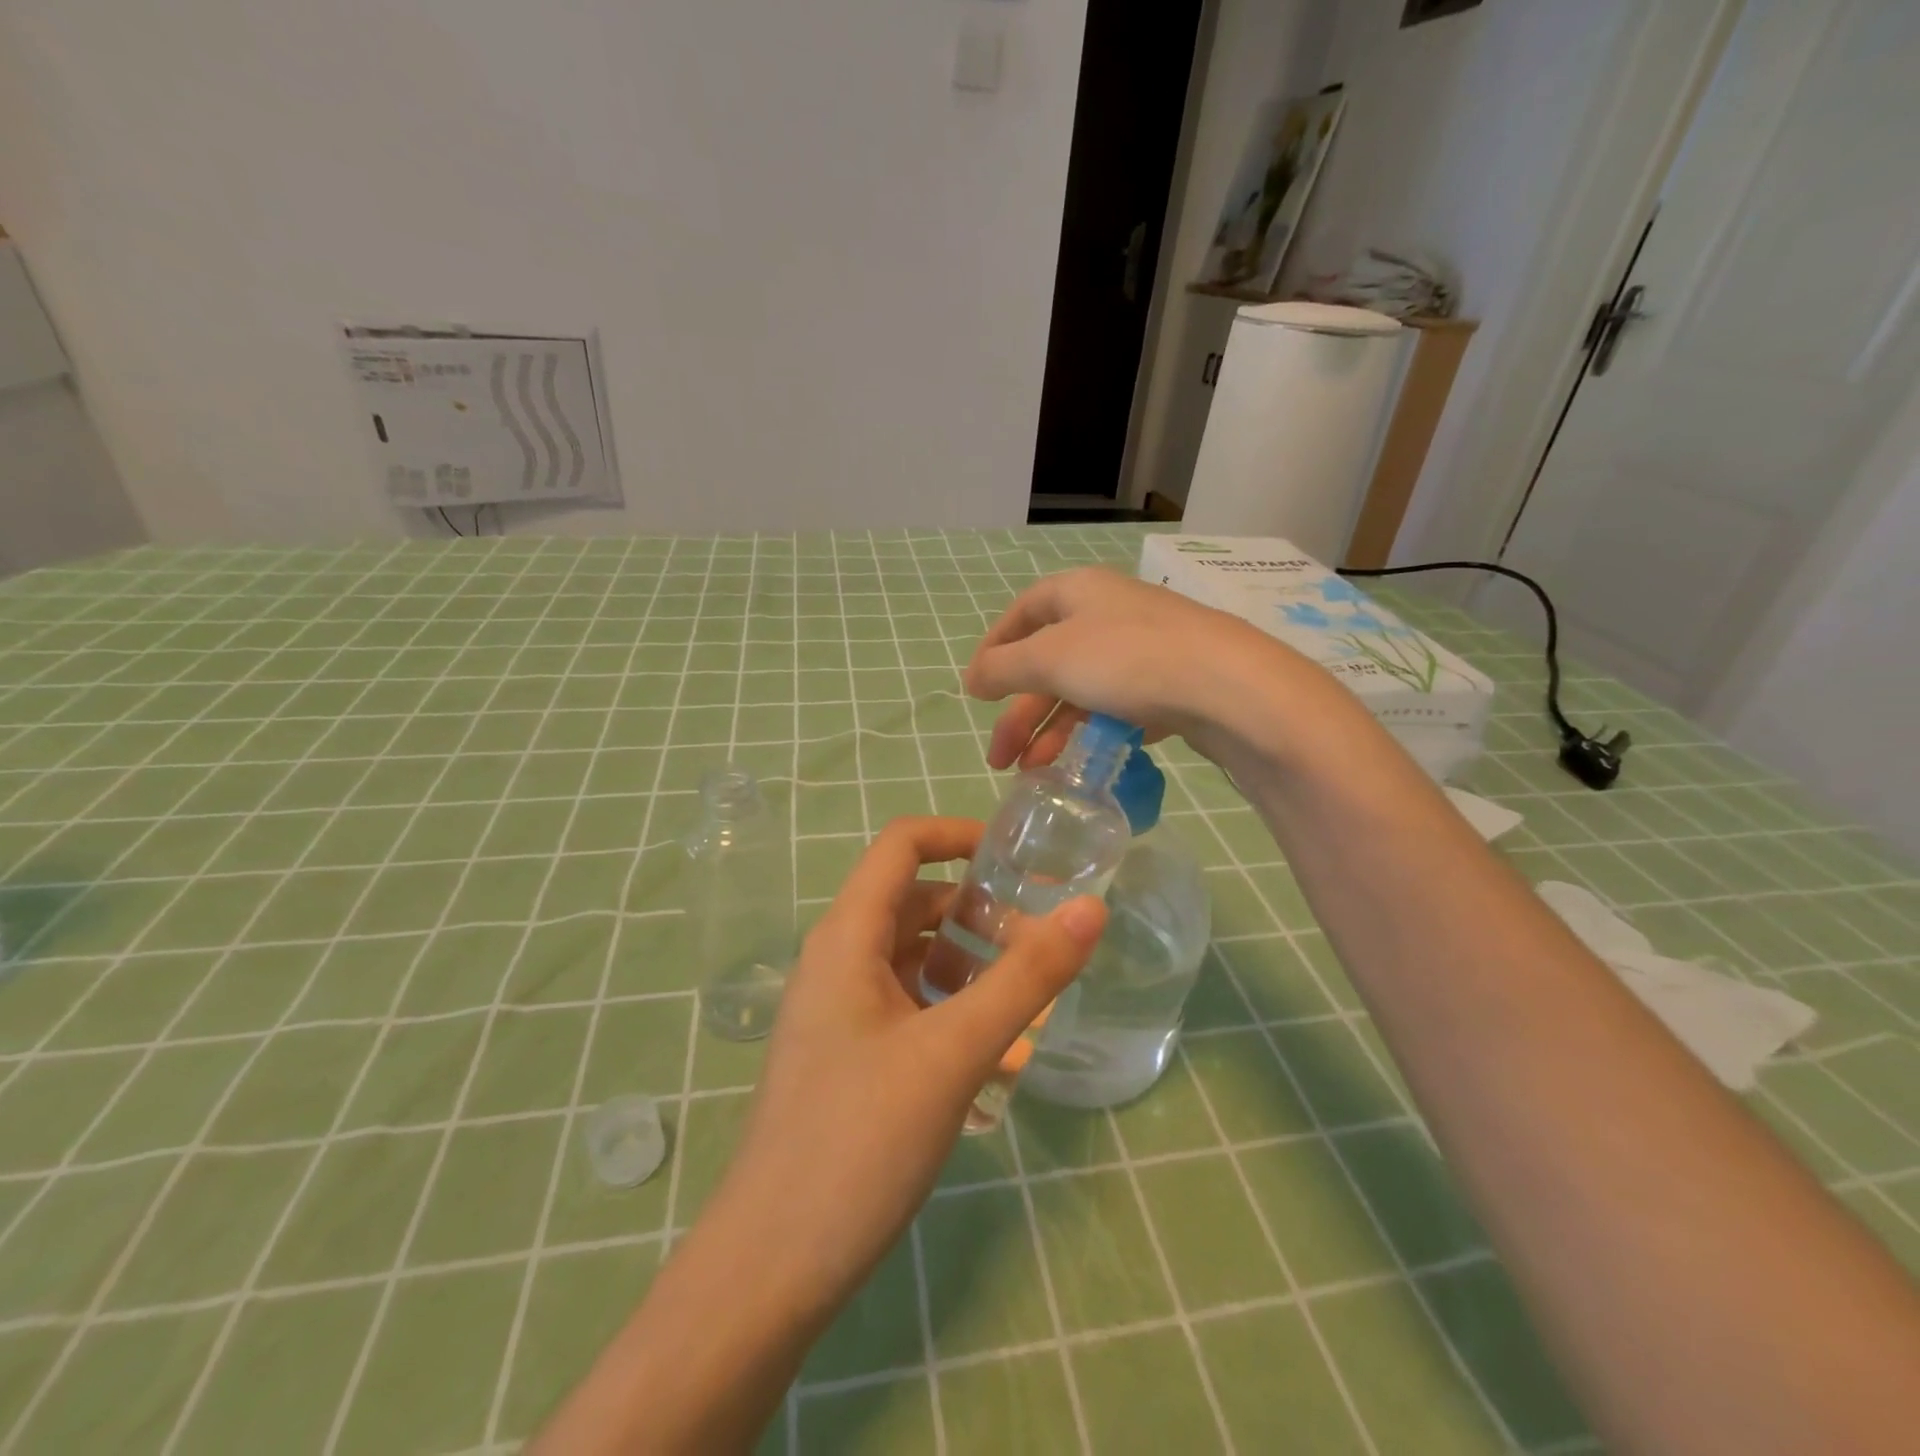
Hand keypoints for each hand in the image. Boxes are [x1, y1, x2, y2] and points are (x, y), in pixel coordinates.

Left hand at [531, 819, 1107, 1454]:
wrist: (770, 1269)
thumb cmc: (858, 1141)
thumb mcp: (955, 1052)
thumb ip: (1026, 978)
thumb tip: (1091, 909)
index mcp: (848, 936)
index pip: (903, 845)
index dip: (960, 835)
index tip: (1023, 860)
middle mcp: (839, 960)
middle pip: (917, 904)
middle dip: (982, 915)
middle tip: (1043, 948)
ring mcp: (842, 1010)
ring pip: (916, 959)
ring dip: (973, 968)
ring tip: (1031, 1005)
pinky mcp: (851, 1055)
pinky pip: (910, 1008)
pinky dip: (954, 1013)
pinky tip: (997, 1058)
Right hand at [964, 566, 1324, 771]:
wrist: (1229, 688)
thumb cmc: (1127, 659)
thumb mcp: (1050, 659)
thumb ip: (1003, 668)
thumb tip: (972, 679)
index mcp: (1079, 592)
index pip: (1023, 612)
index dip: (995, 648)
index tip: (976, 690)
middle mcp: (1111, 613)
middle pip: (1050, 661)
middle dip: (1020, 713)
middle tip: (999, 758)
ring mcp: (1145, 649)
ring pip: (1083, 691)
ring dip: (1053, 732)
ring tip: (1034, 774)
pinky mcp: (1172, 684)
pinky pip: (1119, 708)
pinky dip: (1094, 735)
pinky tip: (1083, 764)